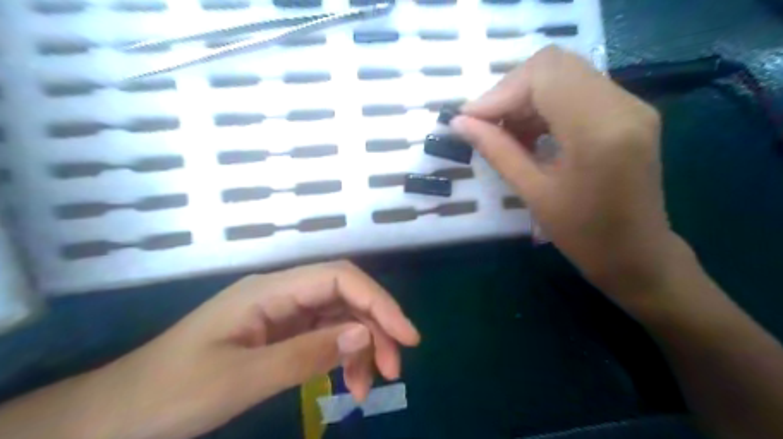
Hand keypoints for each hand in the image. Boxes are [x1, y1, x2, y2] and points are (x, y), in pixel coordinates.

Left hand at [95, 262, 422, 438]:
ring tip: (369, 387)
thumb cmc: (168, 395)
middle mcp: (280, 294)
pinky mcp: (278, 334)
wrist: (113, 416)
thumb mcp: (241, 379)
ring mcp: (280, 314)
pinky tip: (349, 382)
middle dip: (375, 327)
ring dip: (361, 347)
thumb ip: (305, 354)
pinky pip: (322, 337)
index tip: (407, 336)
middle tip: (393, 370)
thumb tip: (364, 335)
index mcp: (269, 290)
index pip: (339, 278)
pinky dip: (341, 357)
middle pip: (344, 296)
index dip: (378, 301)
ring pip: (338, 318)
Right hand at [453, 45, 679, 304]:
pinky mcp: (629, 112)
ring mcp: (631, 105)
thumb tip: (460, 123)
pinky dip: (545, 104)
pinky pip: (578, 89)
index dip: (499, 93)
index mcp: (599, 131)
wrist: (638, 255)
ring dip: (526, 97)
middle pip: (554, 65)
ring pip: (565, 73)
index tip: (469, 120)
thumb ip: (497, 150)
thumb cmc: (584, 236)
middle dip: (510, 91)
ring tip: (505, 132)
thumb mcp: (534, 194)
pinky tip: (529, 132)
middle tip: (486, 124)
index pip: (543, 77)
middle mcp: (623, 105)